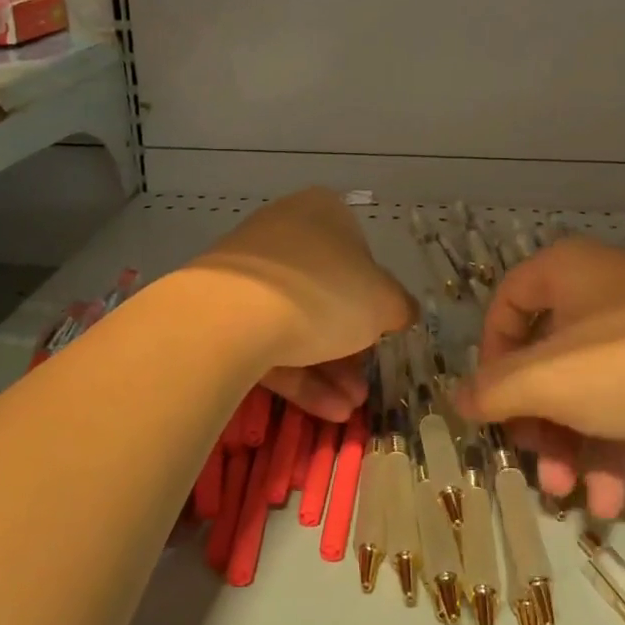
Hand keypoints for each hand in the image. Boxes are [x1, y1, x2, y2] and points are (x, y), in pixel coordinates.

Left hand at [190, 189, 417, 421]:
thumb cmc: (324, 293)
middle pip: (327, 293)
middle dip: (350, 347)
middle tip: (364, 383)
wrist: (232, 316)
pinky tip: (325, 411)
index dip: (374, 297)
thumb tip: (403, 312)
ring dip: (328, 369)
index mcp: (322, 213)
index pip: (359, 253)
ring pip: (297, 322)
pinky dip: (297, 374)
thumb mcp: (383, 302)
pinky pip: (267, 340)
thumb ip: (399, 307)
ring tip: (349, 407)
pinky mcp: (221, 310)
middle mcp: (283, 232)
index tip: (382, 333)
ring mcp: (248, 272)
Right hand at [456, 238, 624, 518]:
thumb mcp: (550, 380)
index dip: (491, 357)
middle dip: (537, 418)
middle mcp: (603, 290)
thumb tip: (459, 399)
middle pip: (548, 356)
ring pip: (591, 386)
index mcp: (565, 271)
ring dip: (574, 443)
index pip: (506, 304)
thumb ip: (495, 391)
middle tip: (535, 463)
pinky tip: (611, 500)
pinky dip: (617, 445)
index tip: (492, 405)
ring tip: (569, 497)